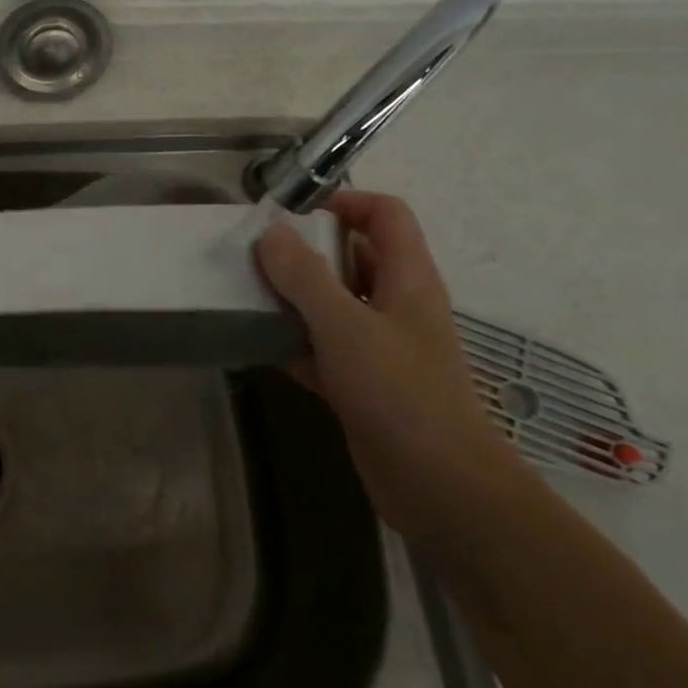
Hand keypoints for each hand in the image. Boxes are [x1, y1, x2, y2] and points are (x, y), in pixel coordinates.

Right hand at [256, 191, 521, 540]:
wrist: (439, 487)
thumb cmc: (399, 393)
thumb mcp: (345, 326)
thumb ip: (305, 277)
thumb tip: (271, 233)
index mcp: (408, 278)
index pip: (385, 214)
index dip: (344, 201)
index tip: (292, 213)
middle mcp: (397, 305)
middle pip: (353, 256)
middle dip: (306, 251)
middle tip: (256, 255)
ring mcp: (381, 346)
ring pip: (334, 304)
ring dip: (295, 298)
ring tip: (249, 294)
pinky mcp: (363, 383)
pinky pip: (323, 347)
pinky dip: (295, 342)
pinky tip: (260, 346)